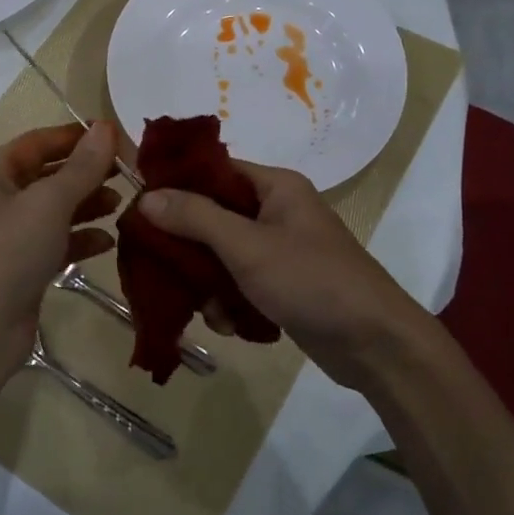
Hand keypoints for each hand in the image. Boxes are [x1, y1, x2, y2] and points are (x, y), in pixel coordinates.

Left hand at [0, 122, 121, 383]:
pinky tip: (108, 242)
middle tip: (129, 173)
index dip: (76, 137)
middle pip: (46, 176)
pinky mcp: (19, 269)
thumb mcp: (48, 203)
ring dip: (86, 206)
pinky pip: (54, 243)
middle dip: (86, 174)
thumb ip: (82, 167)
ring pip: (53, 211)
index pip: (37, 142)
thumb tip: (106, 129)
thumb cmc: (7, 253)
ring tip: (122, 205)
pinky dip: (79, 239)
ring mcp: (5, 237)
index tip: (117, 137)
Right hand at [134, 162, 428, 383]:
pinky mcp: (282, 285)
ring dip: (207, 283)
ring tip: (210, 309)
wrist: (375, 344)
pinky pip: (239, 283)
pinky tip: (230, 325)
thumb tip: (147, 196)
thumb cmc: (312, 281)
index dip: (176, 185)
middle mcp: (276, 211)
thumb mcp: (248, 246)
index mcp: (275, 187)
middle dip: (188, 246)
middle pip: (212, 216)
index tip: (138, 206)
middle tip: (159, 267)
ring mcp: (280, 250)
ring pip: (221, 255)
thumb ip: (196, 218)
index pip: (213, 170)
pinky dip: (229, 303)